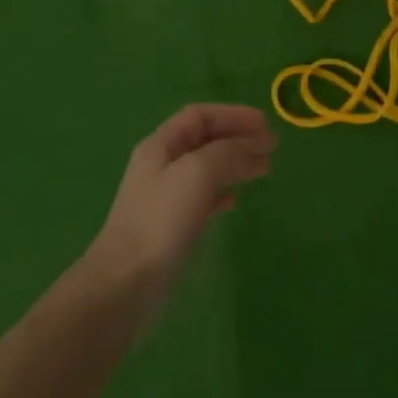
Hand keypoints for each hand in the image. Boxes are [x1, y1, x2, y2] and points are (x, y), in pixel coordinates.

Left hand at [88, 104, 274, 285]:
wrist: (126, 282)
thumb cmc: (161, 219)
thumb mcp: (198, 172)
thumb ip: (229, 151)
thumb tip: (254, 145)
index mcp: (161, 145)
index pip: (200, 116)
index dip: (233, 115)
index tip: (265, 125)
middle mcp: (162, 165)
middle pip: (206, 140)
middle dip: (239, 138)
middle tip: (272, 147)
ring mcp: (166, 197)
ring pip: (207, 169)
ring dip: (236, 164)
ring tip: (265, 168)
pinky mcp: (172, 226)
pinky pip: (203, 198)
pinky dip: (223, 193)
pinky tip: (235, 202)